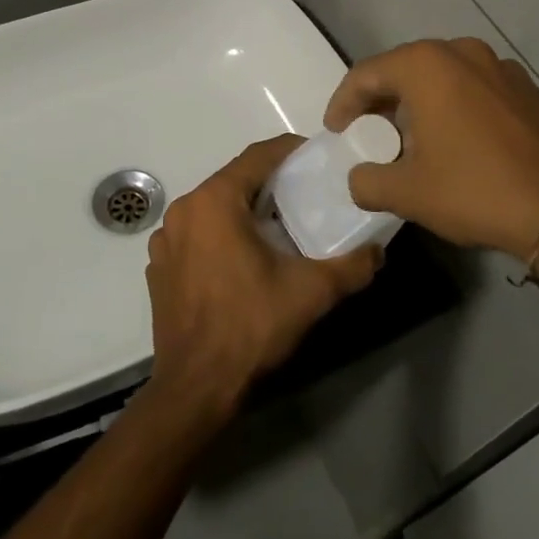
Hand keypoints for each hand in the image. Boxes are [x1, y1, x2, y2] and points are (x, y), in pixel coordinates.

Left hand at [144, 135, 381, 415]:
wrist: (195, 388)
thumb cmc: (250, 326)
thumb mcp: (310, 292)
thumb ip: (351, 266)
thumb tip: (378, 252)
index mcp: (214, 202)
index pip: (258, 156)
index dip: (291, 150)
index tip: (318, 156)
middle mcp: (184, 211)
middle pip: (234, 180)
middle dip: (271, 182)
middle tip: (307, 193)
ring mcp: (166, 241)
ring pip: (214, 207)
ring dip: (245, 209)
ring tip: (279, 226)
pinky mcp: (160, 268)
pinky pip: (197, 234)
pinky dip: (222, 234)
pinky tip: (245, 258)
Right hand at [324, 38, 538, 258]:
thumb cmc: (476, 190)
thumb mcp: (408, 193)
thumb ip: (367, 181)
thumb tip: (358, 178)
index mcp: (427, 65)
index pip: (366, 74)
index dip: (342, 103)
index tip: (335, 133)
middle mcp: (462, 51)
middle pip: (404, 69)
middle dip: (380, 101)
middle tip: (367, 135)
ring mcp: (501, 66)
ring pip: (442, 77)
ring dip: (418, 103)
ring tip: (410, 140)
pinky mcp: (527, 88)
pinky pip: (473, 88)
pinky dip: (453, 106)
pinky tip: (455, 141)